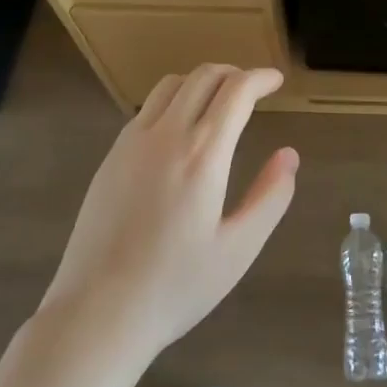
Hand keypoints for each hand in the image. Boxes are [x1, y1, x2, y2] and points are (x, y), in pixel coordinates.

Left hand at [39, 65, 298, 362]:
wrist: (97, 313)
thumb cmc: (176, 286)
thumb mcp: (238, 250)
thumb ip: (270, 197)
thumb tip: (289, 155)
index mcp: (203, 154)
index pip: (236, 90)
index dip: (261, 78)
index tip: (276, 81)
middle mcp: (167, 134)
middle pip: (203, 76)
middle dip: (234, 73)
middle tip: (253, 89)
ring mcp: (133, 141)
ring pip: (172, 85)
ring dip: (201, 82)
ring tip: (218, 102)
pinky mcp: (111, 155)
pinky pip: (148, 108)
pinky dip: (174, 100)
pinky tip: (180, 130)